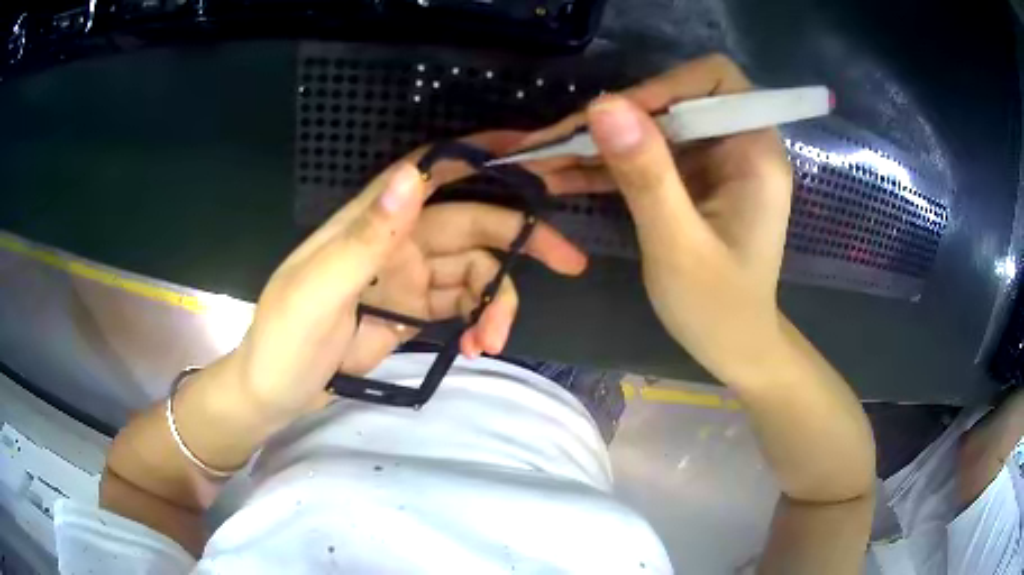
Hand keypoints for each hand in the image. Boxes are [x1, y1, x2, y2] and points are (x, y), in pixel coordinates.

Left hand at [231, 135, 586, 425]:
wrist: (277, 392)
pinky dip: (478, 324)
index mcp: (372, 220)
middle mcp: (398, 239)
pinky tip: (477, 347)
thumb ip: (366, 237)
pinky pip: (462, 308)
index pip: (433, 171)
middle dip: (523, 238)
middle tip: (570, 262)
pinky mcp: (414, 312)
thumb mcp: (317, 291)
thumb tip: (413, 176)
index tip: (535, 150)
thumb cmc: (285, 339)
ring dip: (496, 303)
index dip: (482, 155)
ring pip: (475, 272)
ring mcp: (409, 277)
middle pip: (474, 224)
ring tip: (493, 342)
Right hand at [518, 55, 793, 384]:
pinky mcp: (695, 180)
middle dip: (616, 117)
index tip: (611, 118)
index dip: (662, 86)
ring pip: (653, 127)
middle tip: (557, 142)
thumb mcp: (678, 245)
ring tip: (545, 159)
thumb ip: (646, 174)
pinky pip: (649, 156)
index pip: (714, 81)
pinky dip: (610, 164)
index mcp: (755, 152)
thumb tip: (603, 104)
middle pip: (675, 100)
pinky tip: (565, 176)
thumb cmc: (718, 309)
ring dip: (602, 142)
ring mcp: (716, 162)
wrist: (735, 347)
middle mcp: (740, 145)